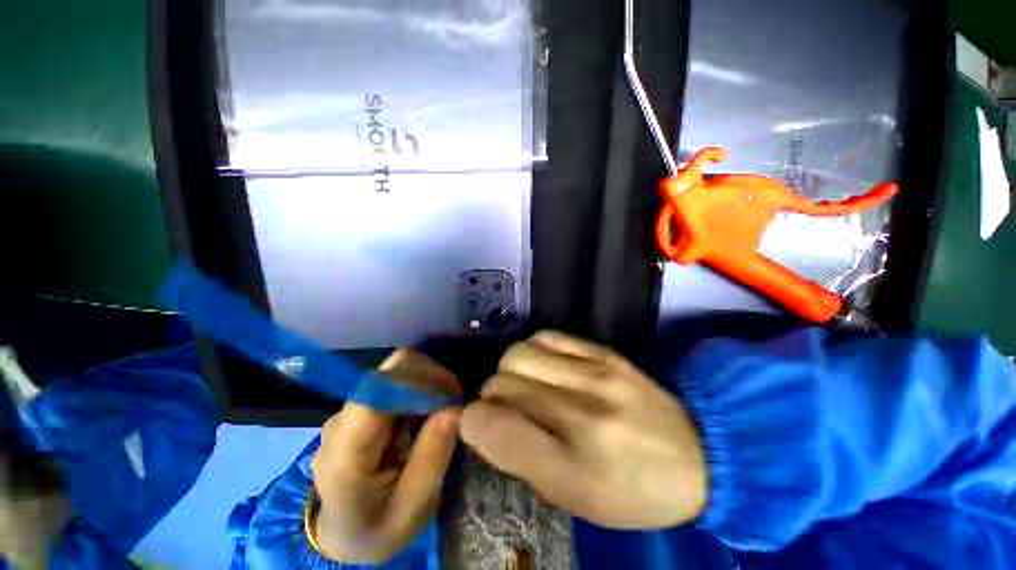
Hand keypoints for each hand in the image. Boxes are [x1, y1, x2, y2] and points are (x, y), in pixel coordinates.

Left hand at [310, 349, 460, 563]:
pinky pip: (398, 381)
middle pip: (392, 371)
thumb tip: (455, 406)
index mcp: (345, 453)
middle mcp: (341, 421)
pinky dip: (420, 388)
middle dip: (431, 379)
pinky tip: (428, 412)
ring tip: (445, 410)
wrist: (345, 533)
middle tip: (455, 404)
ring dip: (428, 383)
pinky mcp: (362, 405)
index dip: (421, 380)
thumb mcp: (413, 508)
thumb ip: (432, 459)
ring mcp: (350, 409)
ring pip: (397, 371)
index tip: (453, 396)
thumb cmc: (379, 527)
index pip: (379, 389)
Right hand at [459, 331, 706, 528]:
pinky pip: (546, 337)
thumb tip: (486, 422)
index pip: (494, 427)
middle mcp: (581, 414)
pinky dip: (533, 351)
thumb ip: (522, 460)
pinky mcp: (604, 352)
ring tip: (524, 385)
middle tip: (507, 410)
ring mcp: (595, 375)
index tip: (479, 426)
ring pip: (517, 354)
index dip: (473, 423)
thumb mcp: (575, 500)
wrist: (699, 456)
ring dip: (509, 372)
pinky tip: (544, 366)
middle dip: (492, 399)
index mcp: (573, 469)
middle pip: (501, 385)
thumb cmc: (633, 492)